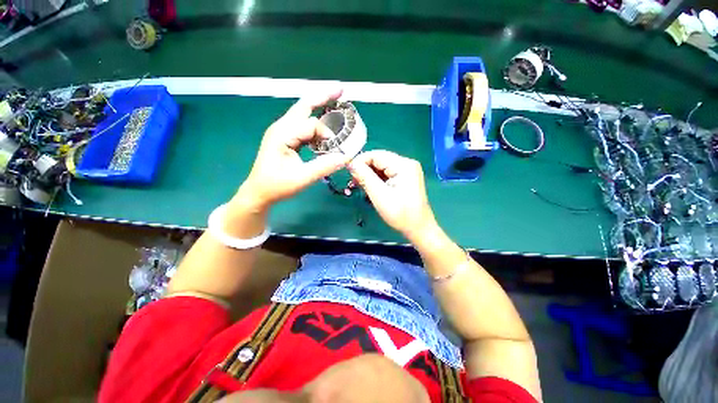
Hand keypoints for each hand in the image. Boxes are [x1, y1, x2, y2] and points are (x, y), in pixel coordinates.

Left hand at [235, 90, 350, 209]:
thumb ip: (325, 166)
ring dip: (320, 107)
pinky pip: (303, 125)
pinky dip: (316, 122)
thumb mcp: (302, 178)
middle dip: (323, 96)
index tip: (338, 149)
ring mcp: (283, 132)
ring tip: (336, 102)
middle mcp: (282, 127)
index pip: (312, 125)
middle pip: (304, 105)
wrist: (259, 192)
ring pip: (303, 113)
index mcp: (283, 134)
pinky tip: (325, 125)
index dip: (328, 134)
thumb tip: (346, 157)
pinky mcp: (286, 138)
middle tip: (341, 90)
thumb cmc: (277, 186)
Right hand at [349, 150, 437, 241]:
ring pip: (382, 167)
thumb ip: (365, 177)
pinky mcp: (405, 178)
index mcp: (403, 165)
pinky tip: (370, 187)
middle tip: (353, 182)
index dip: (360, 161)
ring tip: (360, 186)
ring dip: (369, 175)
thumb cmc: (401, 214)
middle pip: (379, 160)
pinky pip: (387, 174)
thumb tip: (351, 163)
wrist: (419, 229)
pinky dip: (377, 179)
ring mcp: (407, 171)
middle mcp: (406, 164)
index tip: (348, 172)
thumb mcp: (380, 195)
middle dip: (364, 169)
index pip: (376, 155)